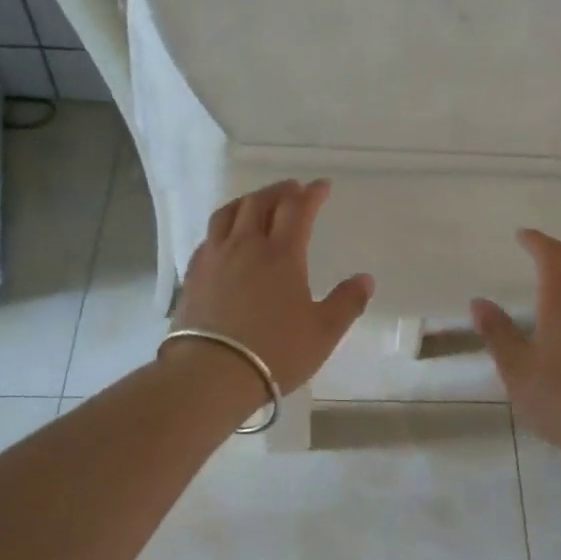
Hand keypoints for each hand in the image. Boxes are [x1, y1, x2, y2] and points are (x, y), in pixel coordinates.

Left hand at [173, 180, 373, 392]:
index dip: (312, 194)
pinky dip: (224, 226)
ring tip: (257, 203)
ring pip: (229, 213)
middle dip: (280, 191)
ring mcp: (215, 258)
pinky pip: (209, 237)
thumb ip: (347, 303)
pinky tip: (226, 238)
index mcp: (282, 255)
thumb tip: (365, 279)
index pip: (298, 210)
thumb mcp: (323, 332)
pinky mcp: (194, 274)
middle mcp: (246, 246)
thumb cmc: (275, 352)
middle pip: (260, 203)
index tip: (322, 186)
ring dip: (248, 201)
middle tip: (293, 189)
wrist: (211, 373)